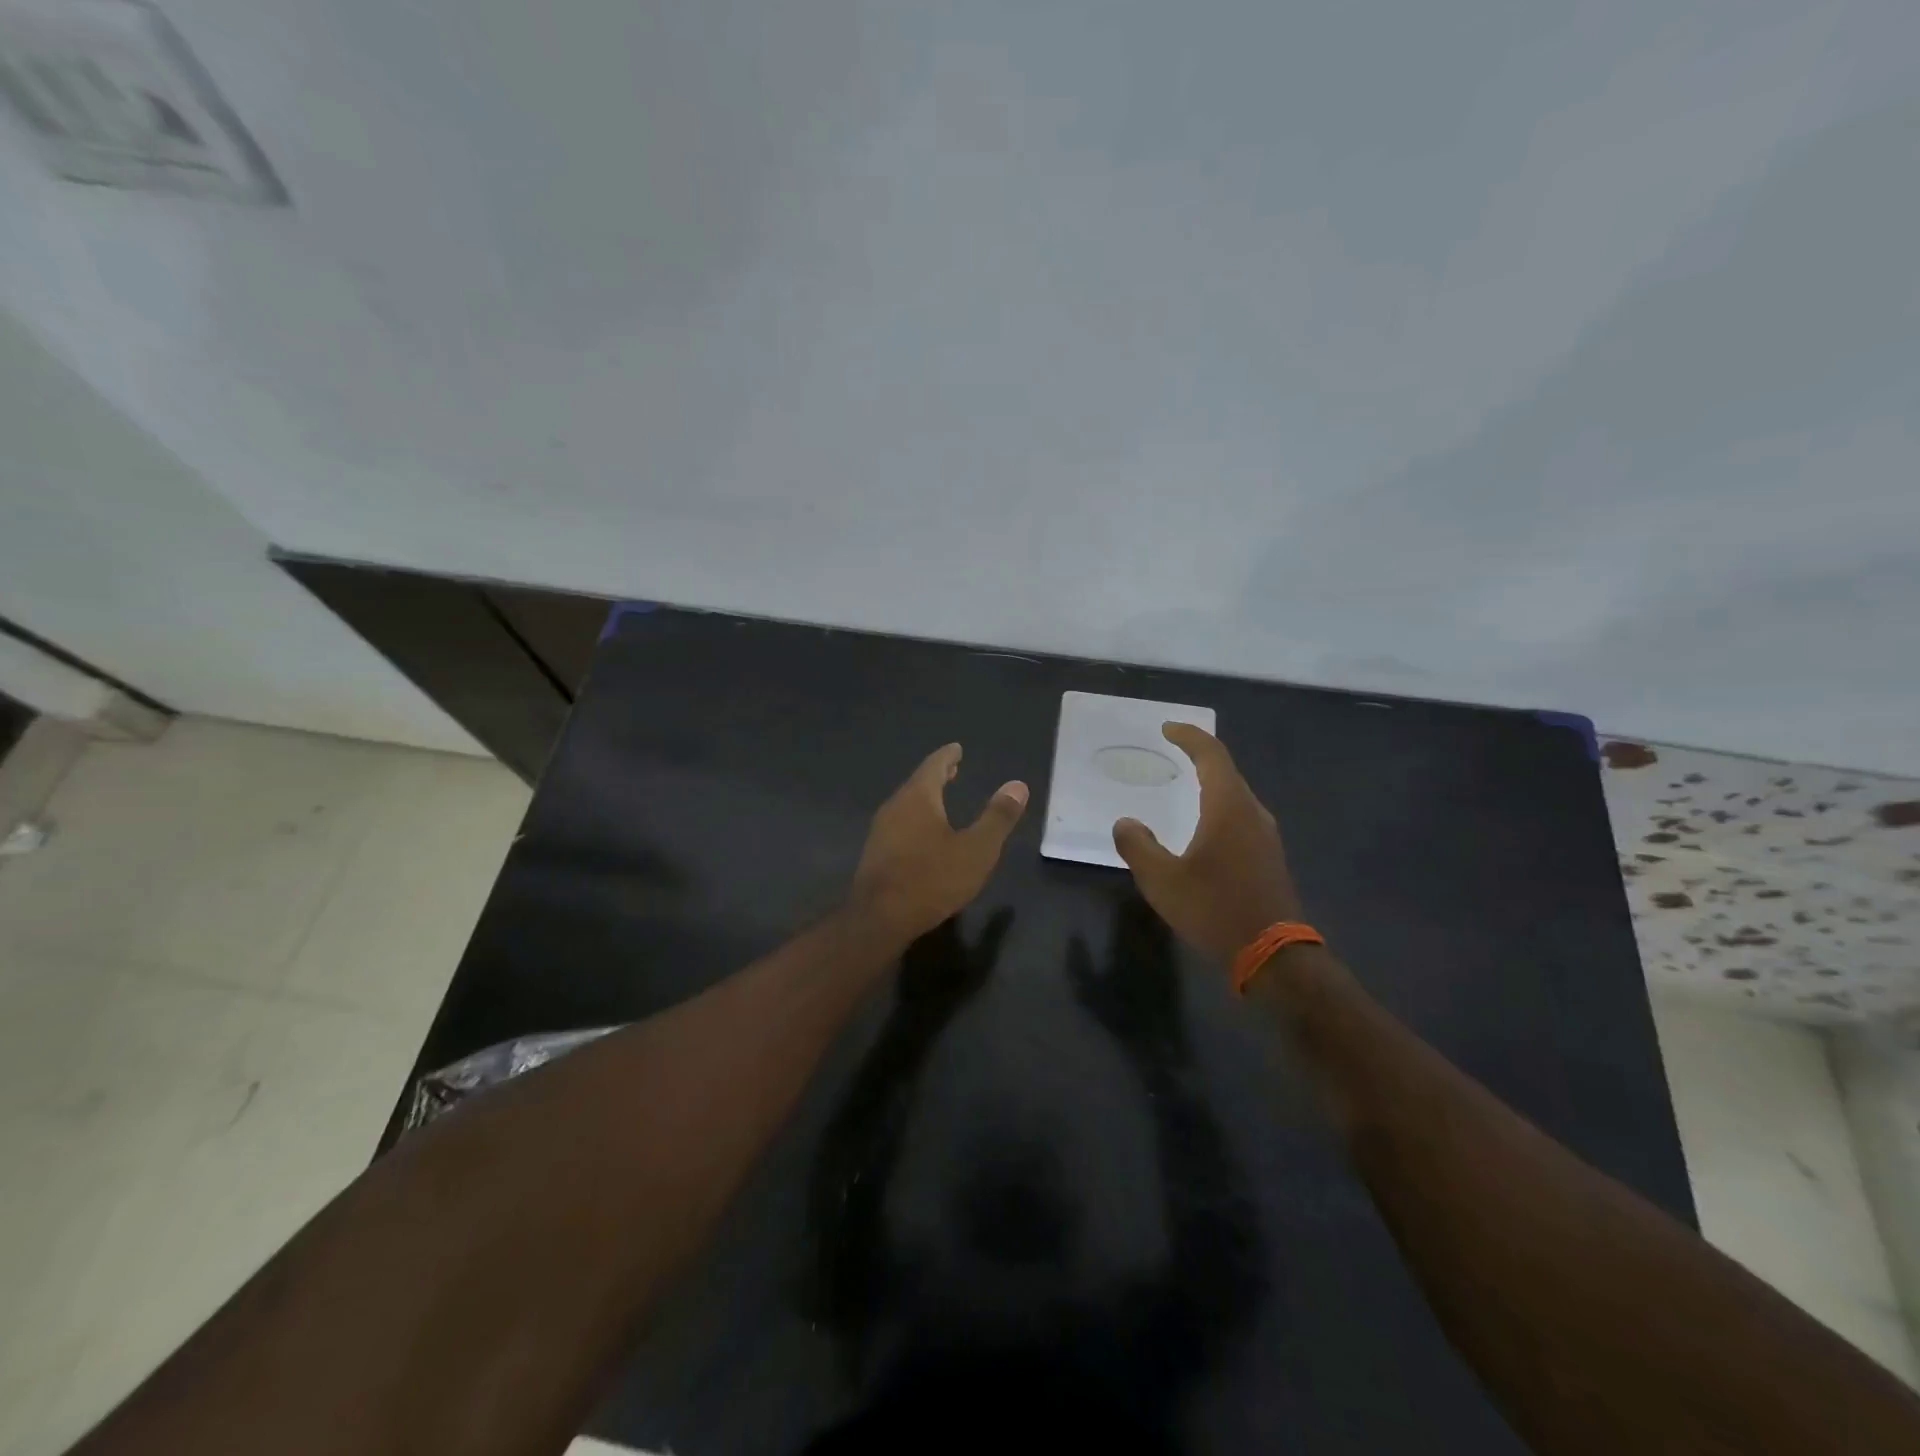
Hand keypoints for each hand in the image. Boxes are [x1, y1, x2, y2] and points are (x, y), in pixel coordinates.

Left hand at [851, 743, 1027, 941]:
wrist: (880, 919)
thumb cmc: (932, 878)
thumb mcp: (977, 849)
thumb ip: (998, 817)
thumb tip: (1018, 785)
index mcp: (918, 798)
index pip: (934, 766)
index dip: (948, 756)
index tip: (957, 748)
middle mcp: (895, 807)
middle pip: (917, 783)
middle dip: (936, 775)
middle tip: (952, 769)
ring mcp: (880, 831)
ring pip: (906, 804)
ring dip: (925, 798)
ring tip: (941, 798)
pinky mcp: (875, 854)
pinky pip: (898, 824)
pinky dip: (915, 818)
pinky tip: (923, 834)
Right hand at [1112, 723, 1301, 962]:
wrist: (1273, 955)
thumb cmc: (1214, 909)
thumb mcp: (1162, 880)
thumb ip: (1138, 846)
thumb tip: (1126, 823)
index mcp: (1228, 808)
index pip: (1212, 755)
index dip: (1189, 737)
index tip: (1168, 729)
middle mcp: (1252, 813)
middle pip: (1227, 772)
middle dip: (1200, 757)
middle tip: (1173, 752)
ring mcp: (1266, 836)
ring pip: (1236, 796)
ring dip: (1211, 784)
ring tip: (1186, 786)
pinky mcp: (1270, 857)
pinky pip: (1241, 817)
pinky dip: (1220, 807)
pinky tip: (1206, 827)